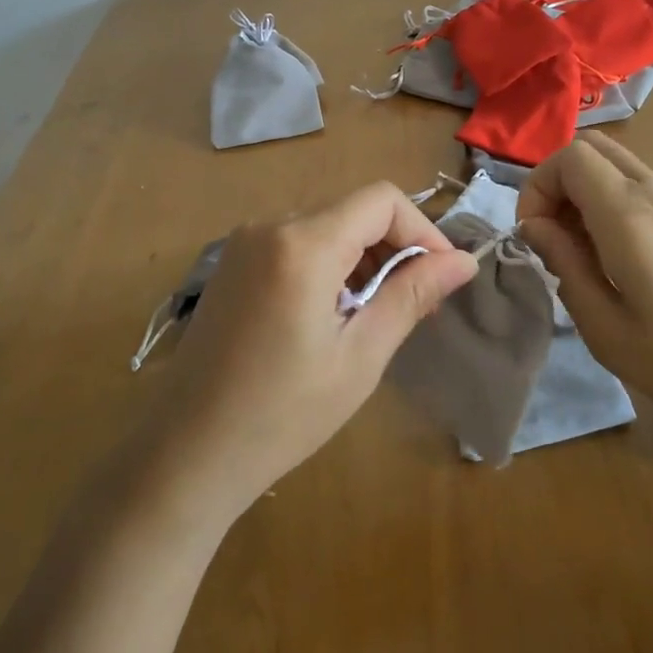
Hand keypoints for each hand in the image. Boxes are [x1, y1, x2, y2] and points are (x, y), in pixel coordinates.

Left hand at [138, 183, 477, 524]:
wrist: (188, 451)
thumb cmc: (282, 414)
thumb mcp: (360, 356)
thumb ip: (411, 296)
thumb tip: (464, 260)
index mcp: (302, 243)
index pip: (381, 200)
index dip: (422, 230)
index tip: (441, 277)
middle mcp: (270, 226)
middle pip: (353, 211)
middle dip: (394, 248)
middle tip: (416, 306)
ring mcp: (245, 242)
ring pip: (326, 226)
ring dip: (363, 259)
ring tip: (376, 316)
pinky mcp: (234, 263)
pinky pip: (296, 243)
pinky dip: (329, 265)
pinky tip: (334, 314)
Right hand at [516, 133, 652, 459]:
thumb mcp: (609, 331)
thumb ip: (565, 266)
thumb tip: (535, 228)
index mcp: (631, 216)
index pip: (569, 157)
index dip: (537, 187)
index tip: (535, 237)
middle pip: (592, 149)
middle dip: (557, 184)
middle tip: (554, 239)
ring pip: (618, 166)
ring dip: (586, 195)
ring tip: (586, 255)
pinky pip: (642, 188)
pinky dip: (614, 205)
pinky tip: (623, 261)